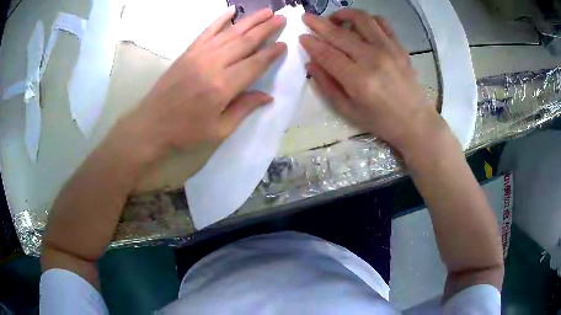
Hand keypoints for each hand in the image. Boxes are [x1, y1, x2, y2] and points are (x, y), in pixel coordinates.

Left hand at [122, 8, 286, 161]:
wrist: (151, 126)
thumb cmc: (185, 132)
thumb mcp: (218, 130)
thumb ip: (243, 109)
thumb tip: (268, 96)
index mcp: (223, 86)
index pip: (254, 63)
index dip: (271, 53)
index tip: (284, 43)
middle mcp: (213, 64)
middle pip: (245, 41)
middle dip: (266, 28)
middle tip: (282, 18)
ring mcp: (198, 55)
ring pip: (229, 33)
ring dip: (249, 20)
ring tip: (266, 11)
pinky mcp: (187, 53)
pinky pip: (206, 31)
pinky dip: (219, 20)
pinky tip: (231, 11)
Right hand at [300, 9, 447, 154]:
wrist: (415, 121)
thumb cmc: (380, 121)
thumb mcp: (348, 110)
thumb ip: (327, 86)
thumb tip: (311, 64)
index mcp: (358, 80)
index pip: (327, 54)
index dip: (311, 43)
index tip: (301, 36)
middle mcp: (373, 59)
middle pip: (339, 33)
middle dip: (318, 23)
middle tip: (307, 18)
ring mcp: (389, 49)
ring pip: (361, 19)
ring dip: (343, 14)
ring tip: (334, 19)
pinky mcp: (399, 46)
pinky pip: (381, 22)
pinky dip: (367, 19)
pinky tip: (359, 25)